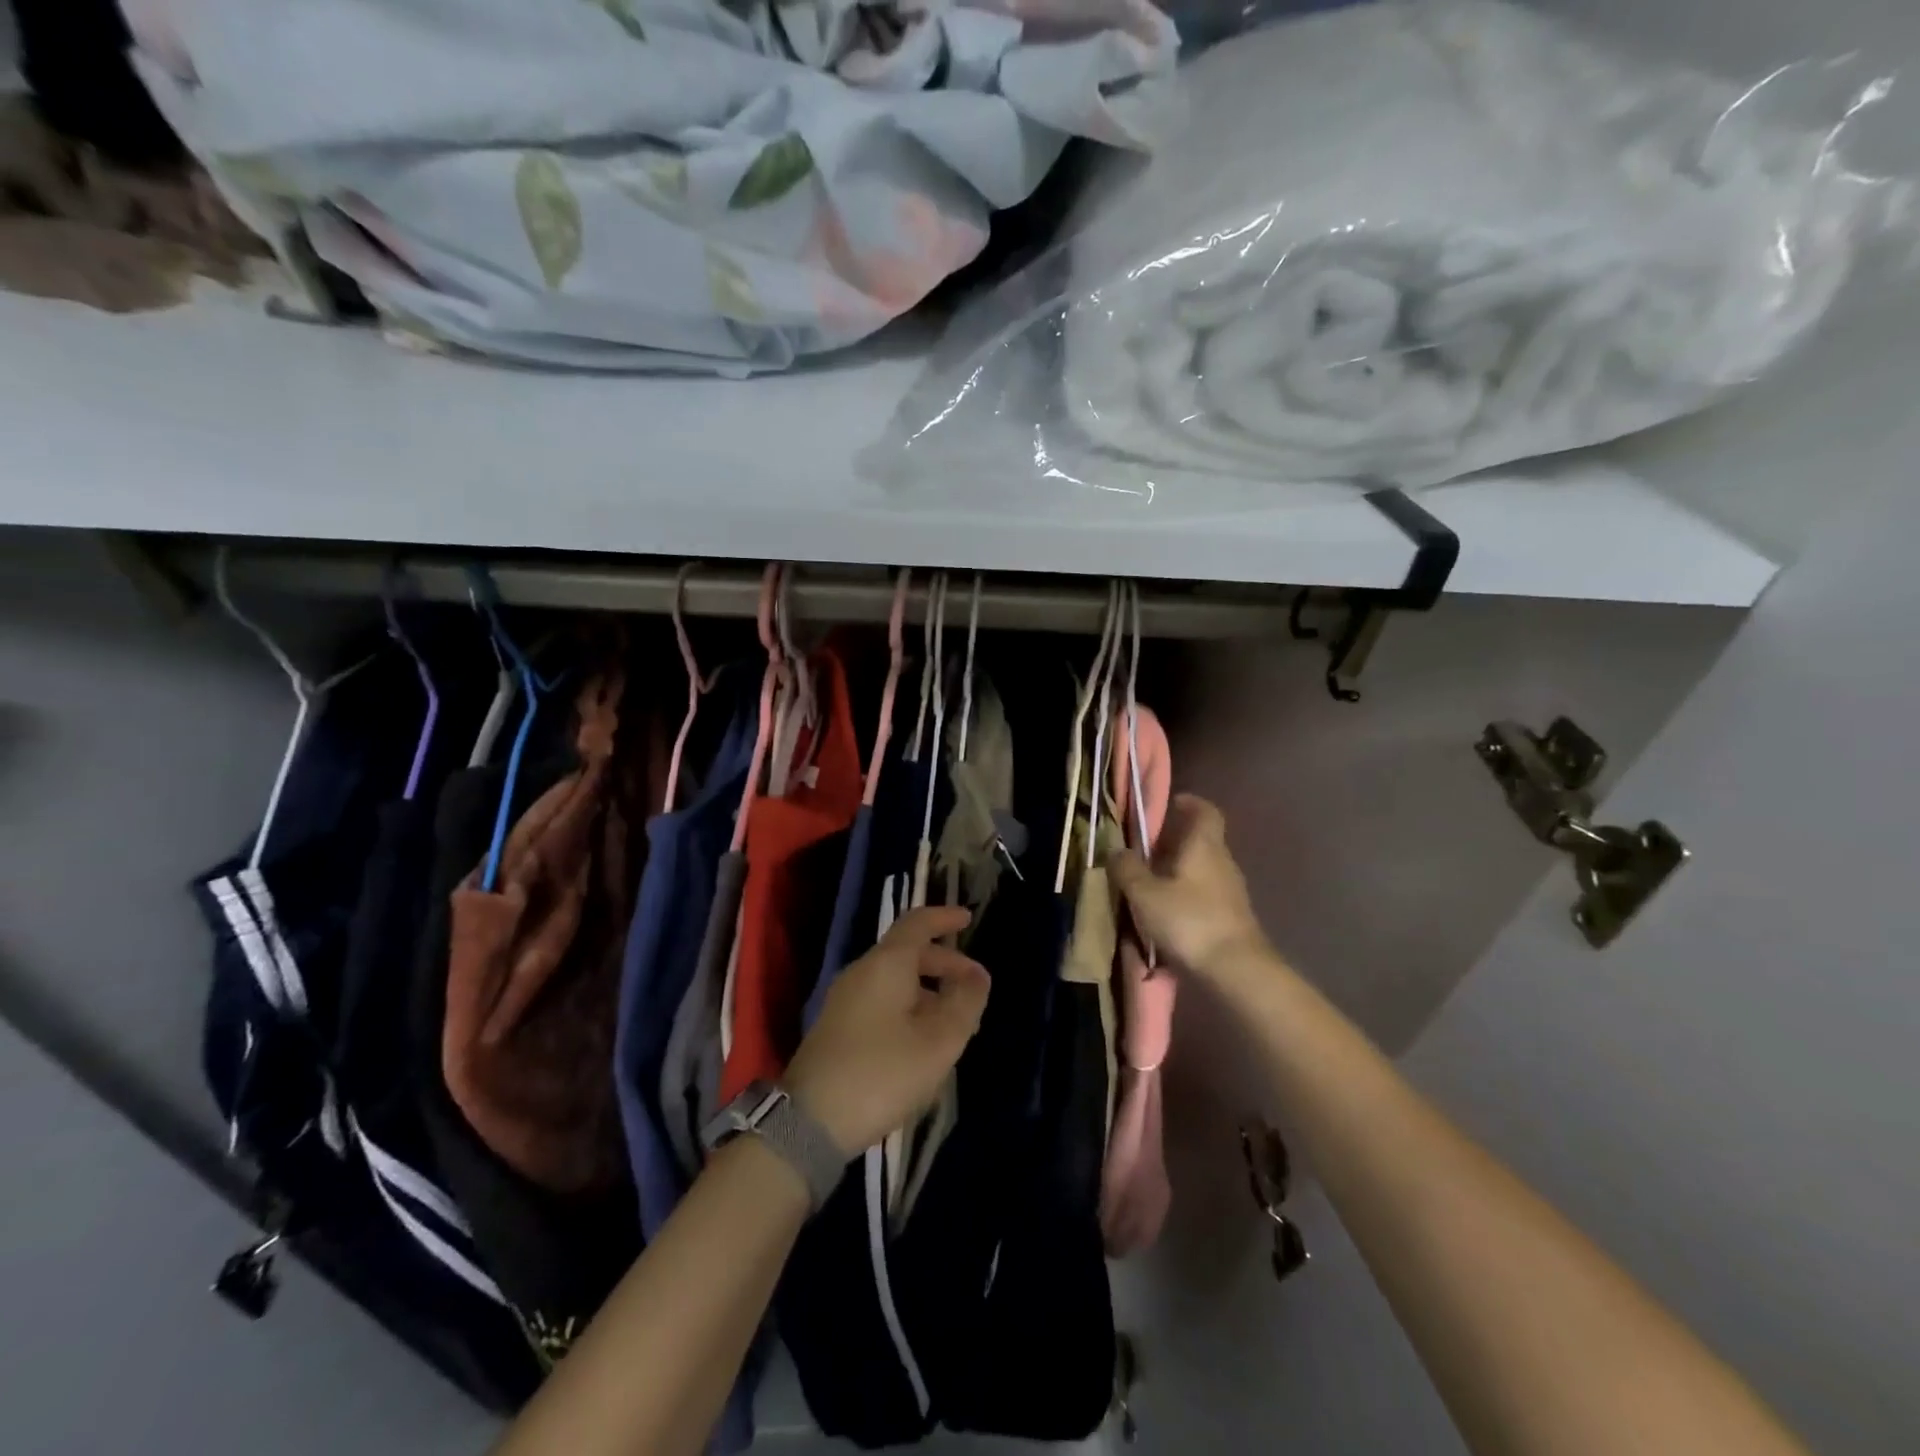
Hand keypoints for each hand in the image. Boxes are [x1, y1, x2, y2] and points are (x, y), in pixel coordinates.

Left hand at [783, 906, 989, 1155]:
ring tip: (956, 1021)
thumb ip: (964, 1003)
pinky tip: (923, 1040)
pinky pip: (881, 1000)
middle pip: (907, 952)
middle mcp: (862, 972)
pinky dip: (909, 1006)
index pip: (917, 923)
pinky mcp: (837, 1027)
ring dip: (928, 990)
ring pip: (894, 980)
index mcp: (886, 964)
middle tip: (974, 986)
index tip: (968, 919)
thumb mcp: (937, 1041)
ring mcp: (844, 1000)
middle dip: (944, 963)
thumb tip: (978, 975)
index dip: (944, 918)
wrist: (809, 1122)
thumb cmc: (882, 1073)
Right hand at [1109, 794, 1269, 981]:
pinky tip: (1165, 915)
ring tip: (1148, 885)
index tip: (1169, 804)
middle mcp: (1222, 861)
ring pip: (1202, 869)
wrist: (1236, 971)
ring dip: (1177, 871)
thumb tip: (1117, 850)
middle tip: (1142, 851)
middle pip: (1200, 841)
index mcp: (1204, 845)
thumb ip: (1128, 869)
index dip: (1189, 803)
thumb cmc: (1189, 921)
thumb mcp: (1145, 894)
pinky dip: (1186, 896)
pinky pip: (1204, 895)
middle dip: (1173, 842)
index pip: (1205, 811)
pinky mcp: (1231, 917)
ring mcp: (1231, 891)